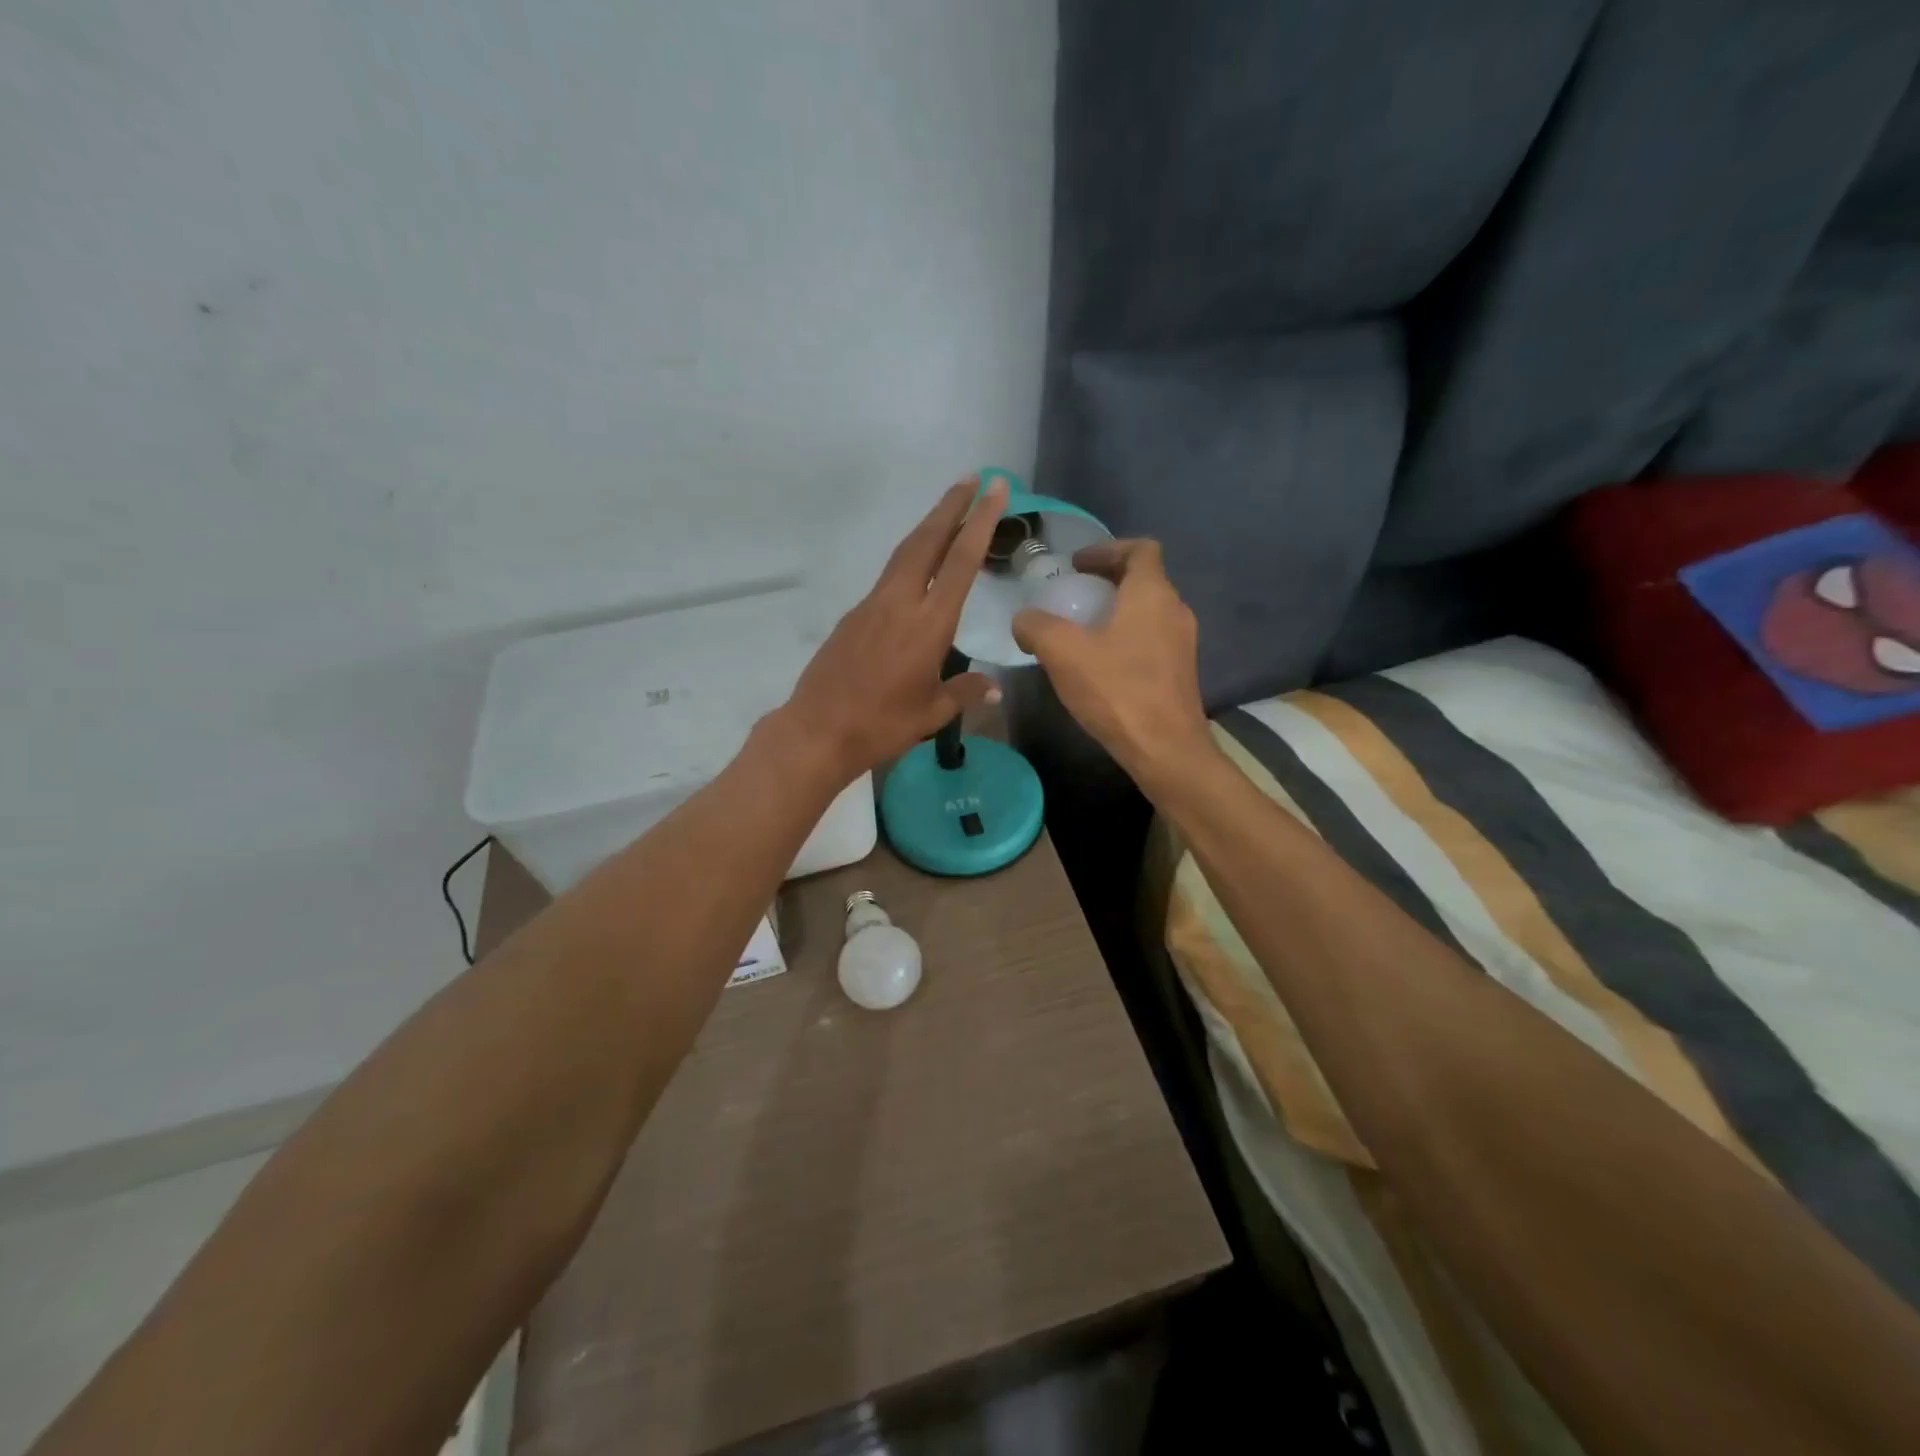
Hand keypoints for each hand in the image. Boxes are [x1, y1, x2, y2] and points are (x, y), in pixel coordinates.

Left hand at [777, 476, 1007, 782]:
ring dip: (929, 526)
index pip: (960, 562)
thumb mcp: (931, 713)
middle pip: (927, 541)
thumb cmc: (881, 725)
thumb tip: (993, 687)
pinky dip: (910, 557)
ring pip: (904, 553)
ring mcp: (872, 605)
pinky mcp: (854, 616)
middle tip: (973, 478)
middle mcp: (900, 603)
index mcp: (928, 624)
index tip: (994, 489)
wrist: (818, 730)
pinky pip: (889, 576)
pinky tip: (919, 566)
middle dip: (952, 507)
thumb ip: (965, 693)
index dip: (980, 522)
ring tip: (950, 509)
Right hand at [1011, 538, 1211, 778]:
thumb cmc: (1117, 691)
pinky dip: (1126, 637)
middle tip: (1073, 594)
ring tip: (1081, 631)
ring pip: (1148, 611)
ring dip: (1116, 611)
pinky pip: (1151, 639)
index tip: (1078, 565)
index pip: (1140, 549)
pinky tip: (1099, 664)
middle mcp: (1175, 610)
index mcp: (1152, 593)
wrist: (1165, 749)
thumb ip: (1036, 627)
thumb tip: (1023, 620)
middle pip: (1144, 579)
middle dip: (1107, 580)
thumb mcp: (1063, 653)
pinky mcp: (1180, 672)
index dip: (1107, 548)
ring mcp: (1182, 643)